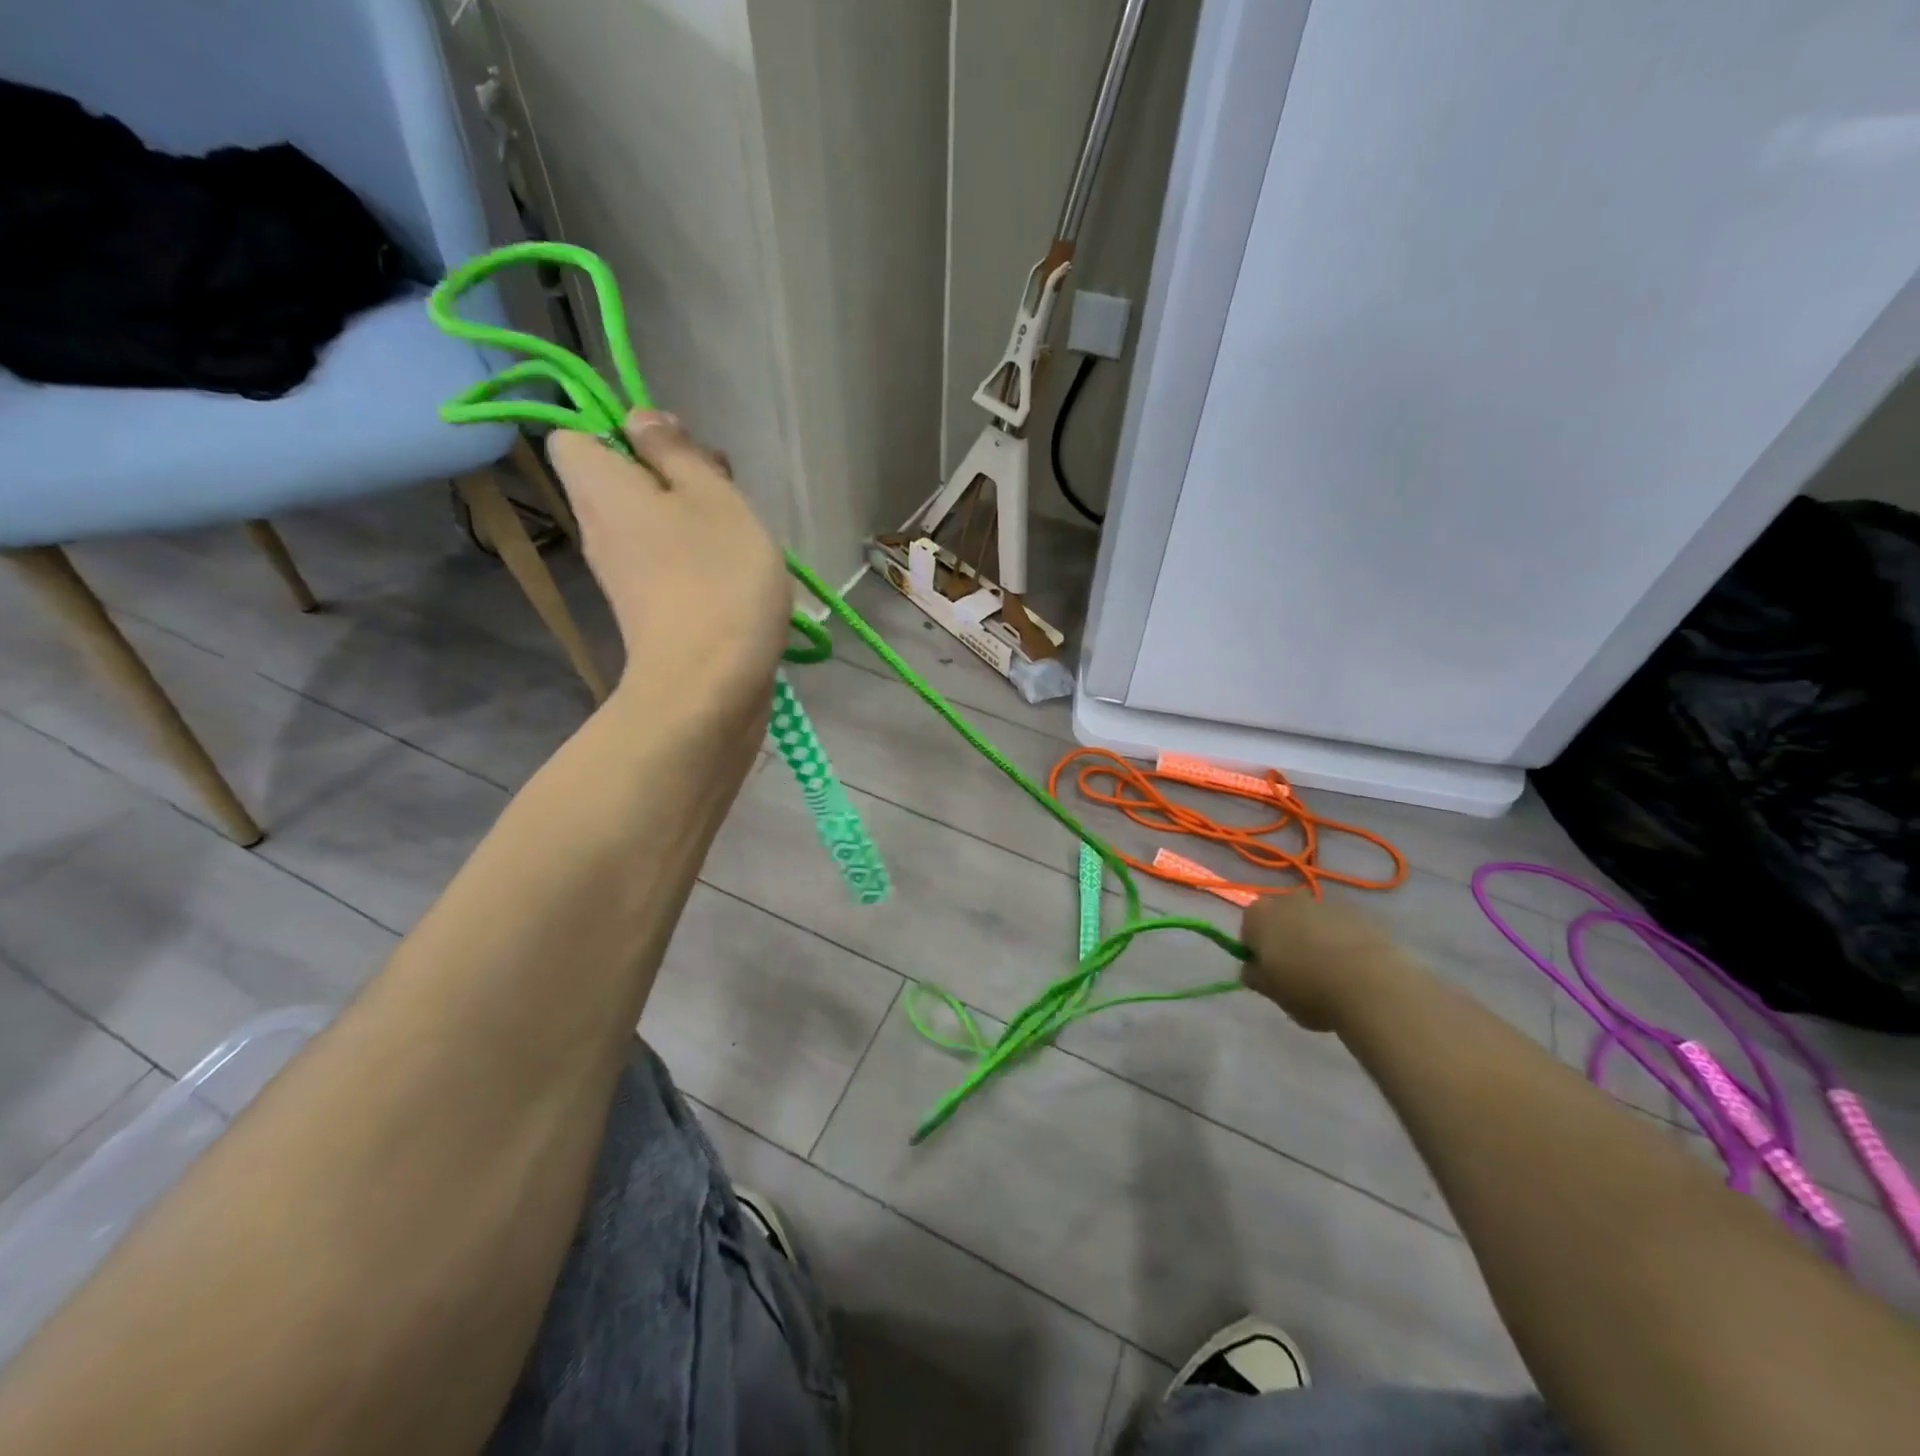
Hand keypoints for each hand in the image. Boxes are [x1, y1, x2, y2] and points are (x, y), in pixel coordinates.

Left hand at [548, 412, 789, 713]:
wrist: (710, 686)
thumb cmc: (717, 578)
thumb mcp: (711, 496)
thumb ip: (676, 450)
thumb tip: (639, 418)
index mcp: (600, 487)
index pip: (574, 435)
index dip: (620, 430)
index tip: (674, 448)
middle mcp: (599, 528)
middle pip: (621, 479)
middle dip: (671, 474)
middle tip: (722, 488)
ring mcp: (623, 575)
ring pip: (650, 522)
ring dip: (693, 517)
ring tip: (741, 530)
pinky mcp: (650, 610)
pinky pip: (666, 562)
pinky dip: (696, 558)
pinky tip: (738, 572)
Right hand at [1239, 894, 1409, 1031]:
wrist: (1371, 984)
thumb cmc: (1308, 988)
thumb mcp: (1270, 992)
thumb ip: (1254, 976)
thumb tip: (1251, 969)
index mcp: (1259, 915)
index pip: (1248, 928)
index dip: (1255, 951)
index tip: (1268, 974)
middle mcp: (1288, 900)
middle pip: (1281, 920)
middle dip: (1285, 940)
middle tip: (1297, 974)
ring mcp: (1325, 904)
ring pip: (1312, 922)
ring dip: (1315, 940)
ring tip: (1330, 975)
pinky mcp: (1359, 914)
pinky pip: (1341, 929)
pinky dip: (1342, 943)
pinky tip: (1353, 971)